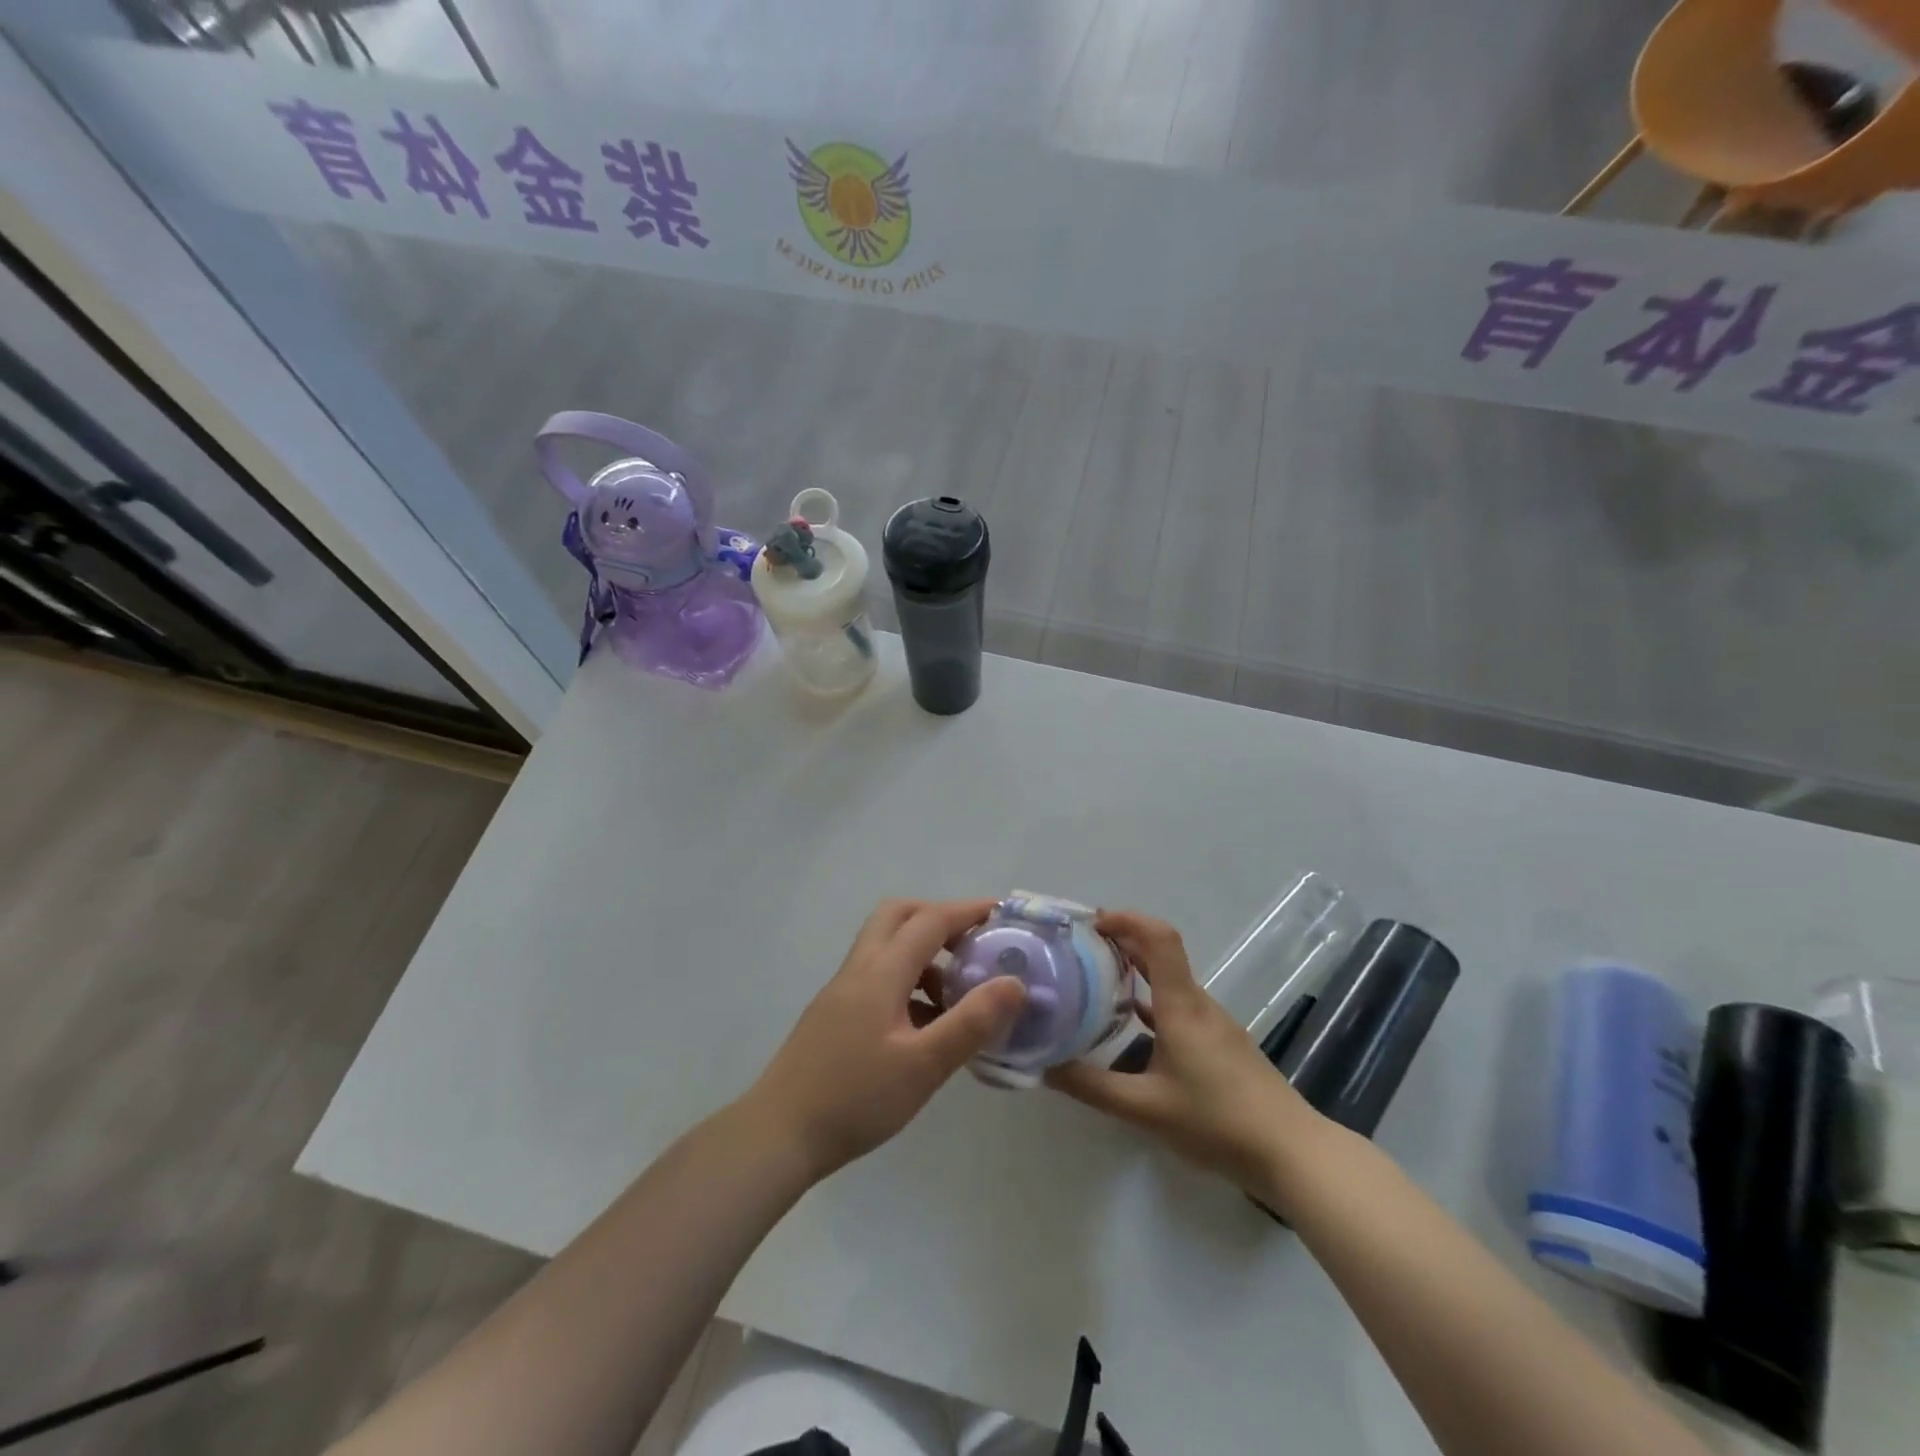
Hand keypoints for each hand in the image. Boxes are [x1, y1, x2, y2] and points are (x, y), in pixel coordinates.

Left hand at [745, 898, 1026, 1179]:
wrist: (778, 1134)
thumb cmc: (856, 1098)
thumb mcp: (923, 1065)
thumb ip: (971, 1022)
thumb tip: (1014, 982)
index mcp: (881, 972)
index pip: (930, 921)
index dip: (968, 911)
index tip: (1001, 914)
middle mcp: (859, 969)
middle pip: (899, 916)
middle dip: (939, 919)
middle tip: (972, 944)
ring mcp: (842, 990)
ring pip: (885, 946)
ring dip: (923, 952)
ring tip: (957, 991)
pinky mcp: (834, 1013)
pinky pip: (877, 975)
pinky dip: (907, 980)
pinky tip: (925, 1022)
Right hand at [1047, 909, 1314, 1192]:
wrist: (1292, 1152)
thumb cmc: (1217, 1121)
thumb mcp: (1145, 1109)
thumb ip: (1092, 1087)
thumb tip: (1044, 1066)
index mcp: (1181, 1005)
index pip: (1159, 938)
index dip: (1127, 920)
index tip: (1091, 923)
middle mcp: (1198, 1004)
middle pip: (1160, 954)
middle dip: (1121, 942)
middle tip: (1079, 948)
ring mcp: (1213, 1024)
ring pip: (1169, 983)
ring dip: (1134, 974)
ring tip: (1095, 984)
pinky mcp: (1221, 1044)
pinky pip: (1178, 1008)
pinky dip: (1150, 1005)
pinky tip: (1130, 1030)